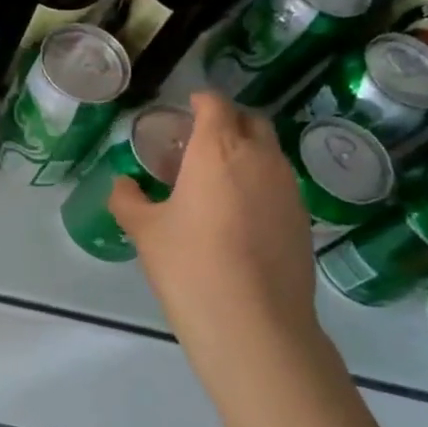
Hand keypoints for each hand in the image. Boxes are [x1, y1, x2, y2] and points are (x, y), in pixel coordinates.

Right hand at [108, 91, 318, 363]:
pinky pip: (279, 184)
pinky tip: (237, 215)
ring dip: (244, 153)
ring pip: (268, 153)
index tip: (183, 111)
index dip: (199, 101)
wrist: (254, 325)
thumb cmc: (190, 265)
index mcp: (217, 149)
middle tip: (197, 143)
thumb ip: (128, 199)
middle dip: (226, 122)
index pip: (215, 104)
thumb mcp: (144, 231)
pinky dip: (258, 183)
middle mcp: (260, 158)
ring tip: (215, 181)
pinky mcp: (302, 219)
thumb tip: (124, 185)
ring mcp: (288, 189)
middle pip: (250, 121)